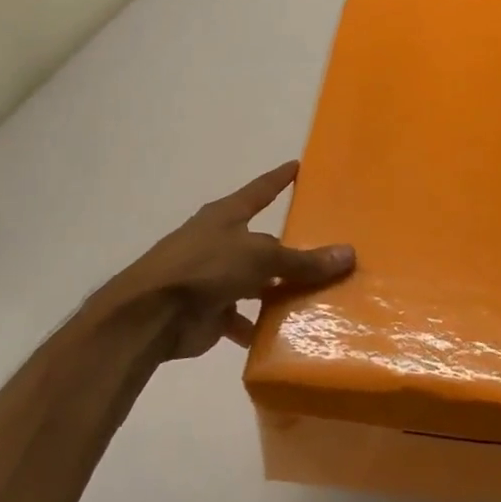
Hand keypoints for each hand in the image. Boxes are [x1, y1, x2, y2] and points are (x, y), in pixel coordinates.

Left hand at [92, 161, 354, 360]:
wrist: (151, 314)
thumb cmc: (206, 268)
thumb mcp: (261, 257)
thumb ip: (303, 260)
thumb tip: (349, 254)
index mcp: (226, 217)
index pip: (260, 190)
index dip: (279, 179)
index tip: (297, 166)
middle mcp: (219, 243)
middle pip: (263, 243)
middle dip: (290, 251)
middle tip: (328, 254)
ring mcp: (213, 278)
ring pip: (256, 282)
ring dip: (278, 292)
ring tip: (316, 299)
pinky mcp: (209, 311)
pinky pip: (244, 318)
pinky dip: (260, 326)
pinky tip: (285, 335)